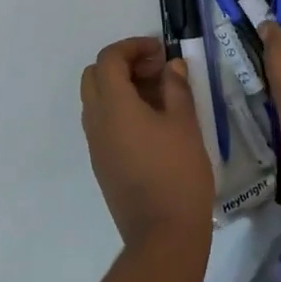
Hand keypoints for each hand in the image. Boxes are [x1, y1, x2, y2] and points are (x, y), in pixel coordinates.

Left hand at [80, 37, 214, 259]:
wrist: (162, 234)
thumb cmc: (177, 173)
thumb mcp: (185, 124)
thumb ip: (176, 88)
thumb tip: (171, 66)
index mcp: (113, 105)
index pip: (109, 59)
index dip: (133, 47)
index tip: (160, 51)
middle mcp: (95, 120)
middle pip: (95, 75)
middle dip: (123, 65)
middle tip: (157, 71)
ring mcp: (95, 143)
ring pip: (97, 99)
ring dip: (121, 87)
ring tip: (159, 95)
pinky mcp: (101, 162)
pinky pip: (102, 122)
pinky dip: (120, 109)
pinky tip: (152, 122)